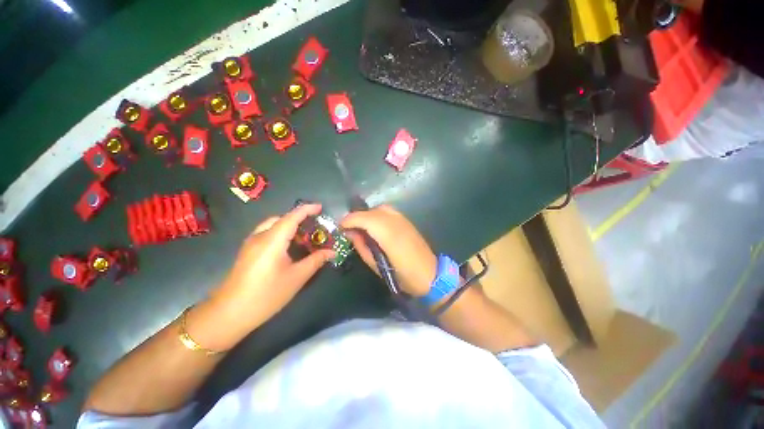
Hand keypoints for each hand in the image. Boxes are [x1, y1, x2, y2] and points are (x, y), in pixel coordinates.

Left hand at [189, 204, 333, 350]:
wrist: (229, 314)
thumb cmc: (266, 295)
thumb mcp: (296, 277)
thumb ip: (316, 261)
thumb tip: (332, 252)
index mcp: (272, 240)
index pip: (292, 217)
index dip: (307, 209)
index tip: (321, 207)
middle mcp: (259, 236)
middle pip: (281, 219)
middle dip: (299, 218)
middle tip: (315, 227)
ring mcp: (250, 243)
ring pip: (272, 226)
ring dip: (289, 226)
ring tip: (304, 237)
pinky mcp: (247, 251)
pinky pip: (266, 234)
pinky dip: (280, 233)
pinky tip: (288, 247)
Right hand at [341, 205, 436, 296]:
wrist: (430, 275)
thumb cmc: (402, 275)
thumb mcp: (376, 266)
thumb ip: (362, 246)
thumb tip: (350, 233)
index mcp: (388, 234)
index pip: (364, 218)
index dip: (349, 220)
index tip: (340, 228)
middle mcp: (396, 222)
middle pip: (371, 211)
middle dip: (357, 218)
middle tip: (349, 230)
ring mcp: (403, 219)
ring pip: (379, 208)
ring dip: (367, 215)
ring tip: (361, 228)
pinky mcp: (407, 220)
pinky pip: (388, 211)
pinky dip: (377, 215)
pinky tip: (375, 226)